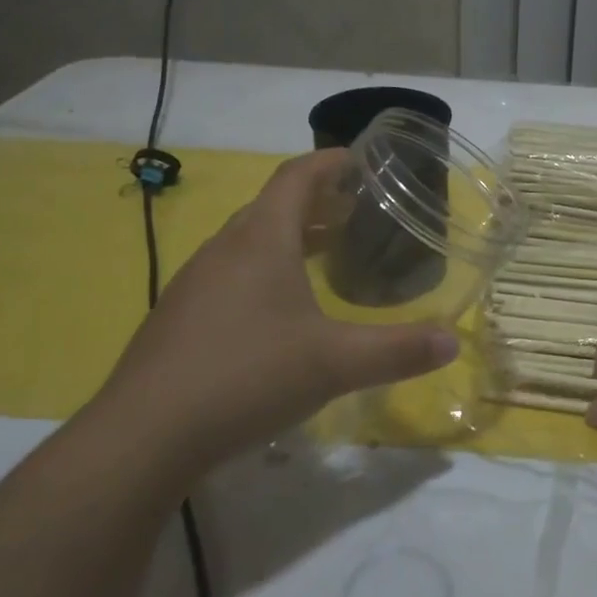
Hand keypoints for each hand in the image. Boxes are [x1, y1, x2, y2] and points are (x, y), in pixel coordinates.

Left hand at [99, 150, 458, 467]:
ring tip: (322, 254)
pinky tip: (278, 312)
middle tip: (353, 211)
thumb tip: (453, 342)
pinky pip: (230, 273)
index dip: (329, 162)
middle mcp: (225, 249)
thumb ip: (398, 350)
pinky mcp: (180, 317)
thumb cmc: (247, 376)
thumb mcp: (335, 363)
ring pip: (248, 241)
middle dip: (315, 201)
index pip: (296, 176)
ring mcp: (195, 282)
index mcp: (261, 239)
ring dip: (287, 236)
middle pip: (272, 205)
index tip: (359, 160)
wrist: (143, 436)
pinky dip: (262, 270)